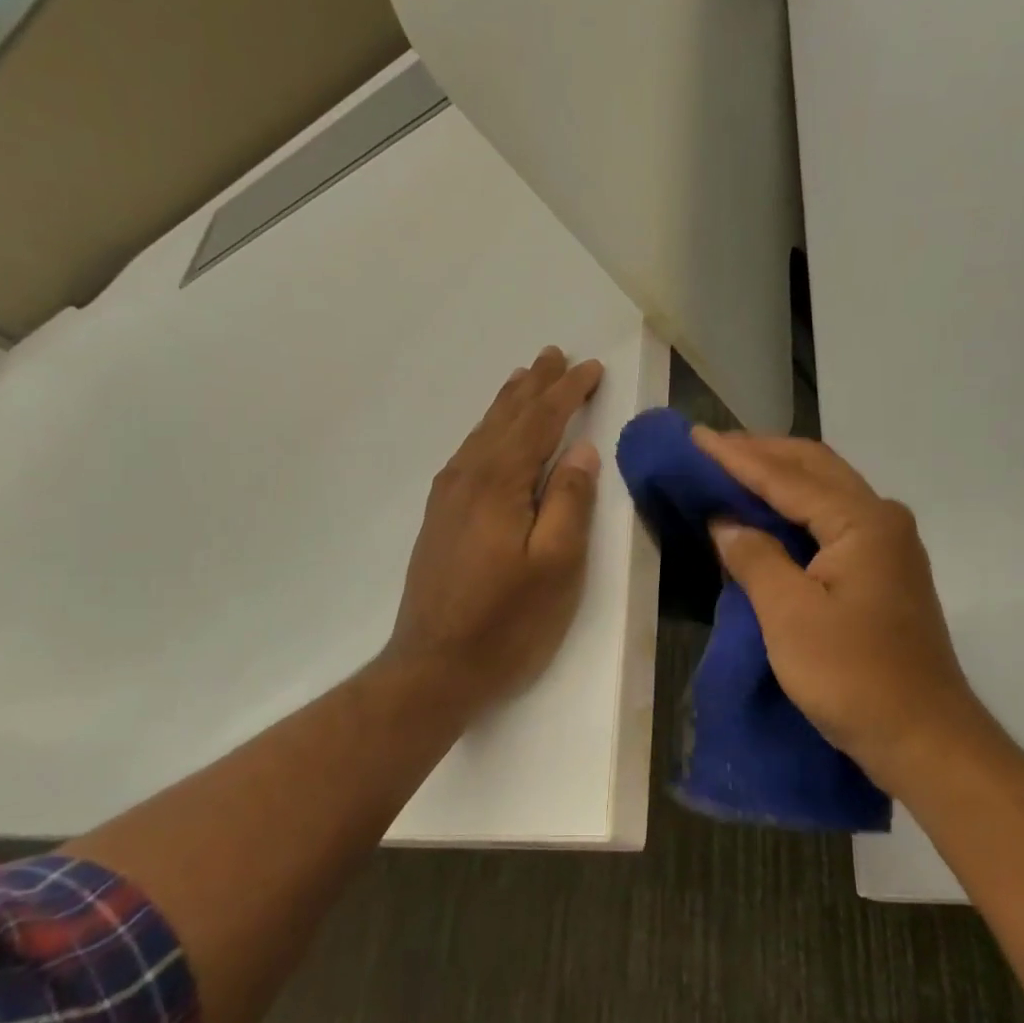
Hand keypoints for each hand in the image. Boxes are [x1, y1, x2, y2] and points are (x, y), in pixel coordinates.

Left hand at [383, 347, 605, 714]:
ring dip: (508, 404)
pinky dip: (487, 432)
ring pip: (483, 434)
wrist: (433, 668)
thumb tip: (582, 451)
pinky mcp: (439, 518)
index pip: (540, 423)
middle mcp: (468, 478)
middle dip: (535, 386)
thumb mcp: (556, 566)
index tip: (591, 368)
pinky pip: (468, 454)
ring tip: (524, 378)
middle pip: (507, 419)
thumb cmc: (506, 623)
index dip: (567, 393)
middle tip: (554, 355)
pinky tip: (490, 435)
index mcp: (499, 484)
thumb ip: (569, 503)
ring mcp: (448, 498)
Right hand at [693, 428, 993, 781]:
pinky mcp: (882, 572)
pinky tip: (767, 515)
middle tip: (712, 446)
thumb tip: (726, 521)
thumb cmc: (854, 676)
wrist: (924, 738)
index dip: (737, 456)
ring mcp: (887, 546)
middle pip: (815, 468)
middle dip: (762, 453)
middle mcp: (881, 520)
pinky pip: (831, 520)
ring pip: (825, 491)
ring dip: (779, 476)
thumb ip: (755, 558)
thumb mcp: (789, 616)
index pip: (788, 476)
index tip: (696, 436)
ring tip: (732, 469)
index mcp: (862, 522)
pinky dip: (794, 509)